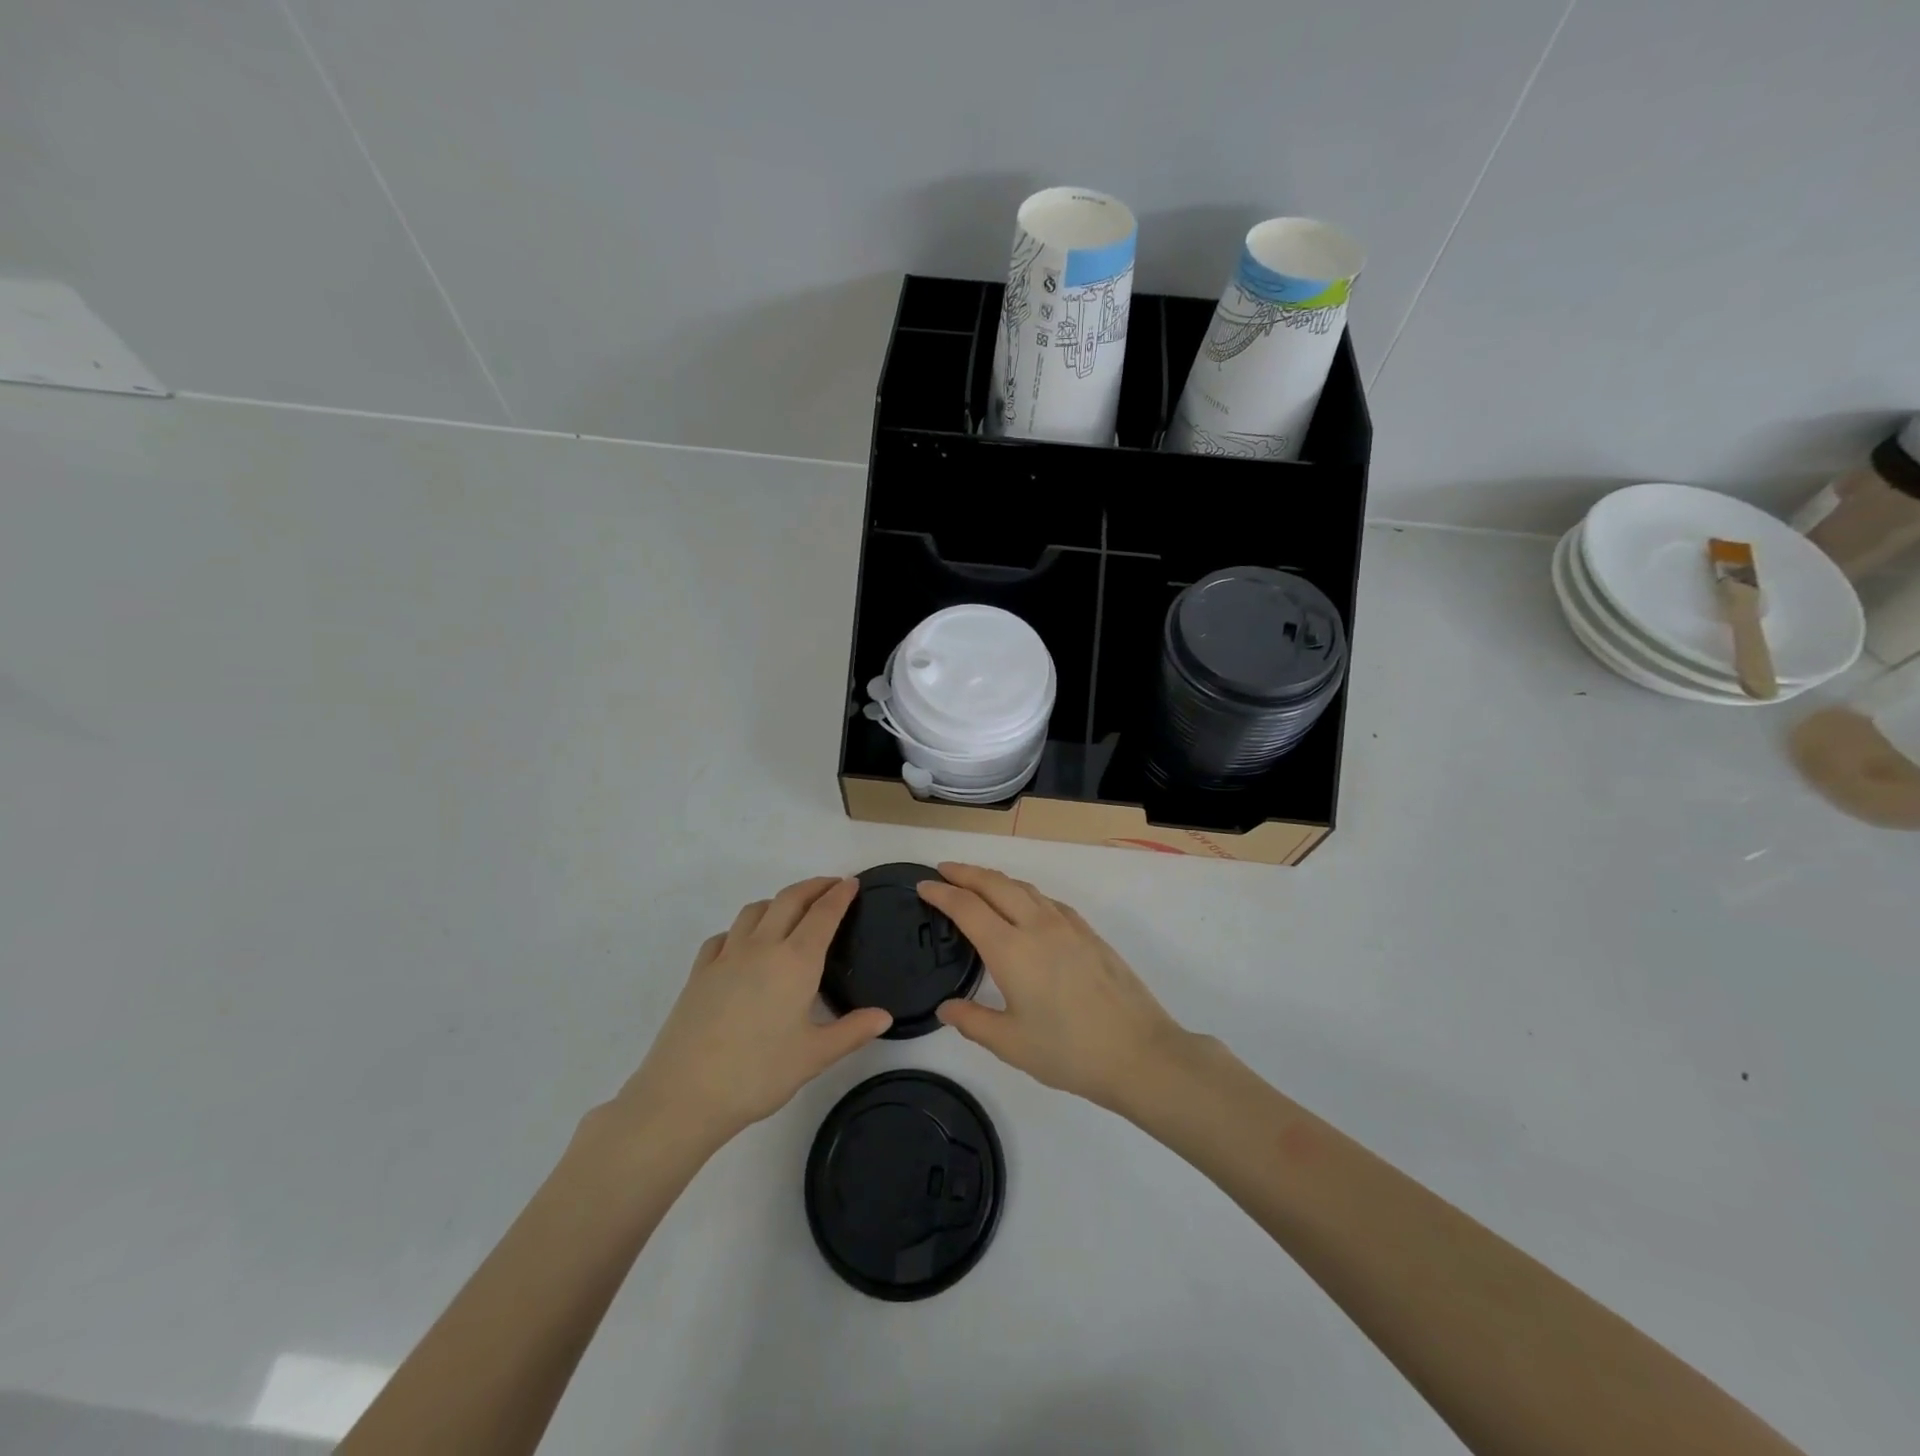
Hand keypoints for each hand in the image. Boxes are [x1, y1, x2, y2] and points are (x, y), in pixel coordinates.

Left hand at [605, 877, 891, 1153]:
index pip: (823, 914)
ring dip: (778, 901)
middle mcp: (762, 947)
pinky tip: (744, 945)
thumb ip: (852, 1031)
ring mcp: (726, 956)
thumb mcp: (814, 1056)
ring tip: (791, 911)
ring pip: (754, 910)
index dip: (840, 895)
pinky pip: (725, 935)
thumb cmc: (758, 1074)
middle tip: (831, 885)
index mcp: (796, 961)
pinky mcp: (699, 972)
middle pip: (789, 900)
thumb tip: (885, 1016)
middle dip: (813, 886)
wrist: (684, 1094)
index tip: (852, 882)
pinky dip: (742, 928)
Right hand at [918, 863, 1189, 1112]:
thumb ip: (972, 1021)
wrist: (1139, 1052)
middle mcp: (1037, 926)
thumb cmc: (1069, 1051)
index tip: (923, 885)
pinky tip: (1025, 906)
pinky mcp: (1088, 933)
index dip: (941, 893)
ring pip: (1024, 888)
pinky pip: (1047, 900)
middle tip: (943, 870)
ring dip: (995, 879)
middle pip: (995, 884)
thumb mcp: (1011, 1044)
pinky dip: (1024, 893)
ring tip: (977, 883)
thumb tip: (946, 1007)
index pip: (967, 907)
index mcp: (1011, 949)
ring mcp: (1067, 926)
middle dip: (965, 873)